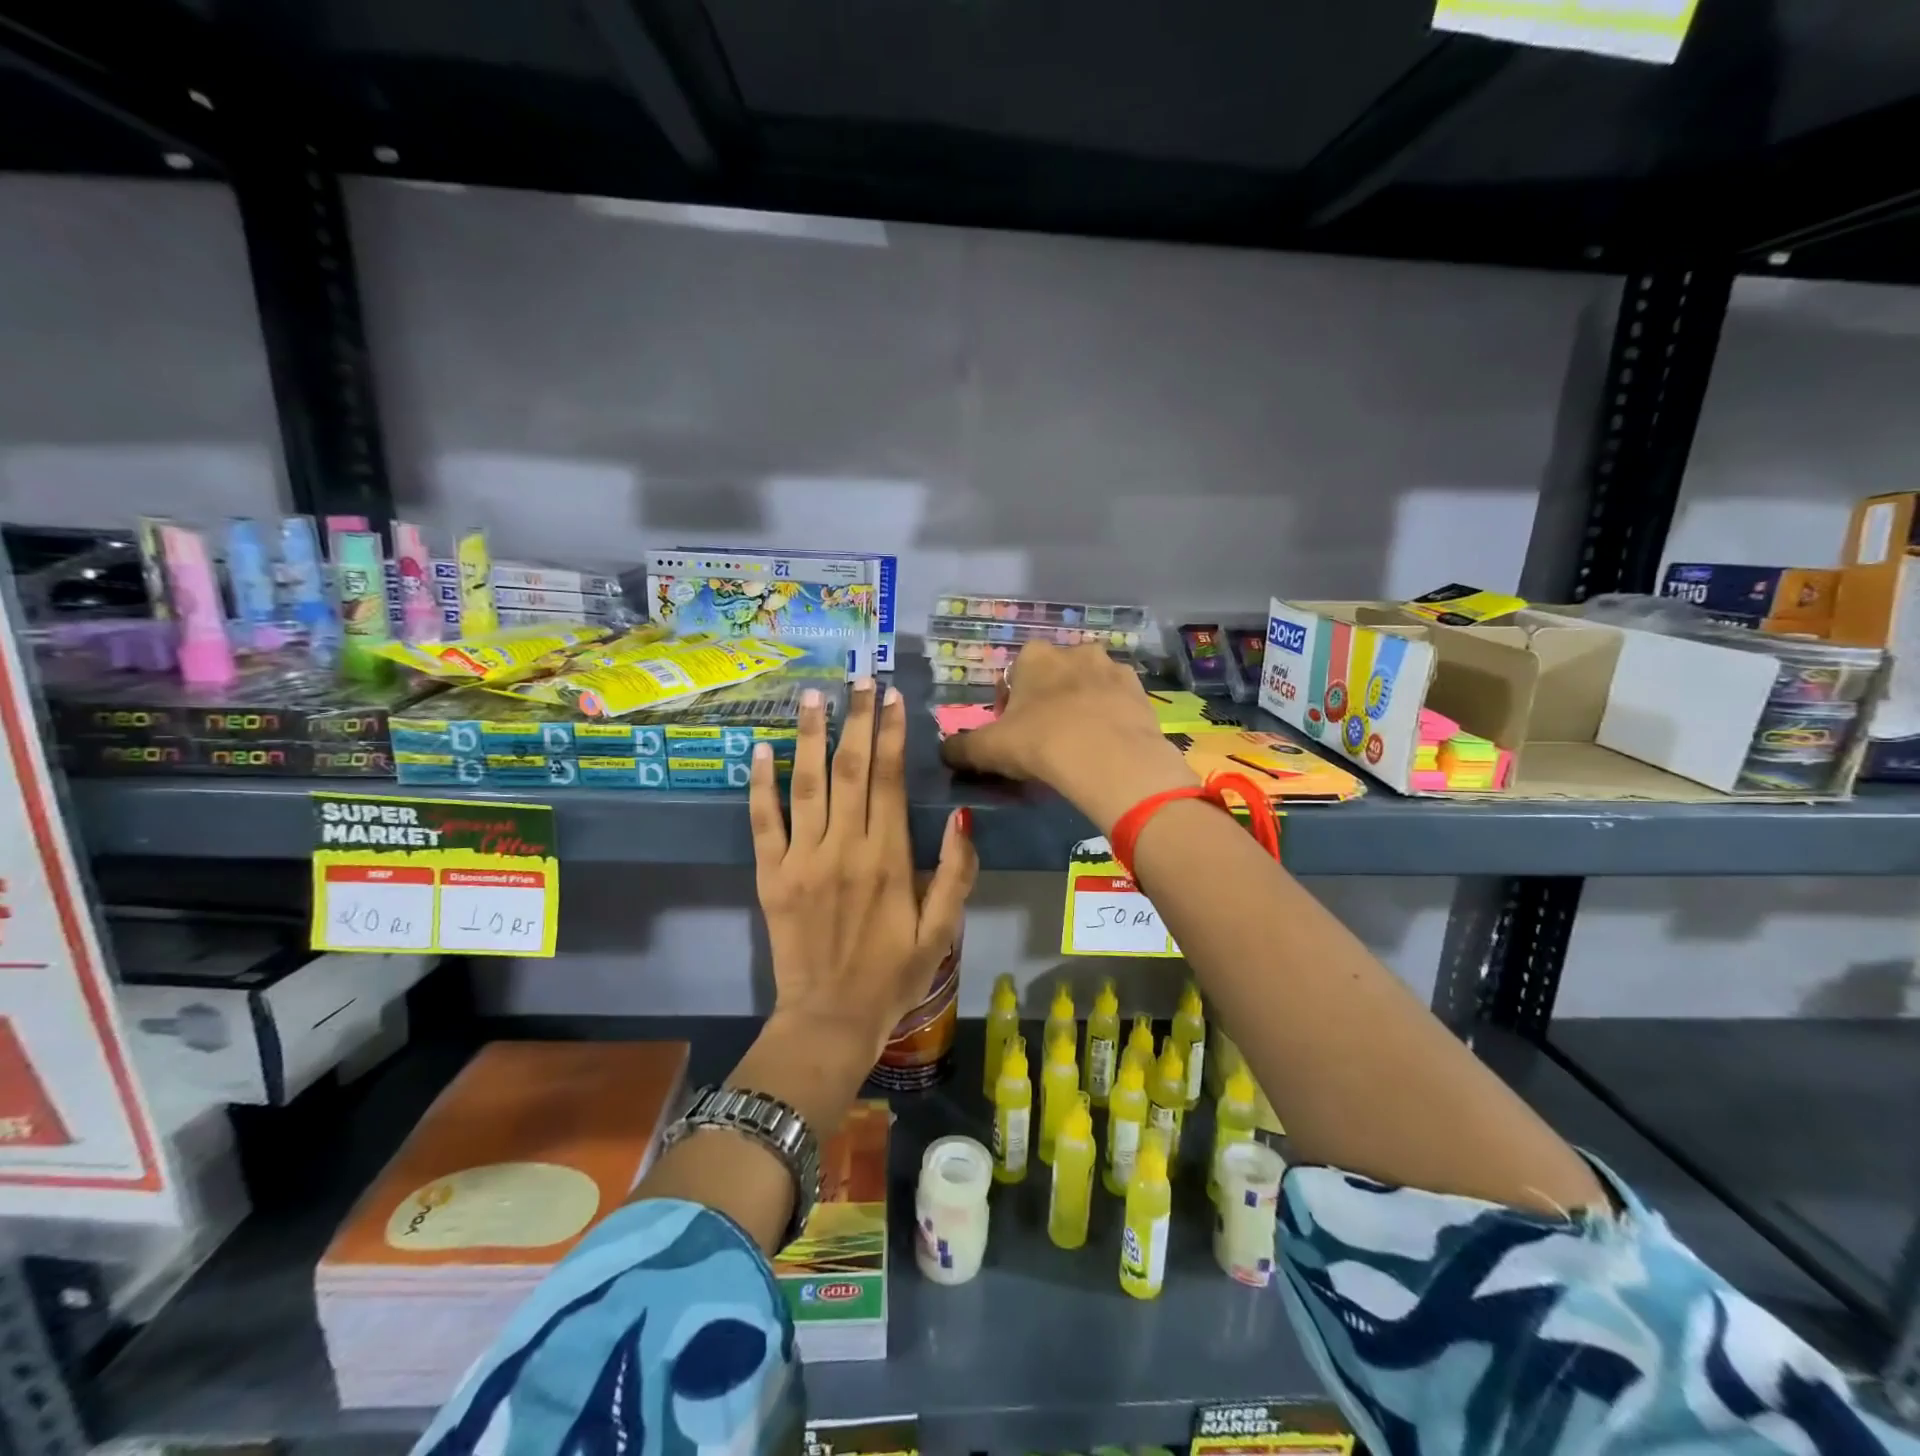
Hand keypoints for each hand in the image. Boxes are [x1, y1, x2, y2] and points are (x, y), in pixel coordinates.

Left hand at [750, 680, 977, 1060]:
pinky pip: (763, 823)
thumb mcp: (942, 932)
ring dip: (810, 737)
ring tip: (814, 696)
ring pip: (806, 785)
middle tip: (860, 677)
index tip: (893, 696)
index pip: (888, 781)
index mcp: (888, 860)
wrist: (829, 1020)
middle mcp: (844, 849)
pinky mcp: (770, 876)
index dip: (891, 734)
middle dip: (856, 719)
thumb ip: (956, 874)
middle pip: (849, 770)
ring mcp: (802, 860)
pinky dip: (759, 785)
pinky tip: (760, 749)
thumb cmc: (893, 976)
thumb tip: (961, 817)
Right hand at [940, 643, 1193, 833]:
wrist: (1110, 759)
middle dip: (1049, 701)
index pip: (1015, 675)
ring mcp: (1112, 668)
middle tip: (1047, 740)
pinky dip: (1110, 717)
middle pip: (1054, 676)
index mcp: (1034, 656)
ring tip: (1080, 744)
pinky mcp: (1140, 690)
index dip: (1011, 705)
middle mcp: (1074, 651)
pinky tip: (1106, 745)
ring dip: (1082, 706)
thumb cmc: (1041, 743)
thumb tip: (943, 752)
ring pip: (1089, 686)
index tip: (1014, 734)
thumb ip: (961, 749)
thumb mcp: (989, 750)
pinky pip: (1118, 702)